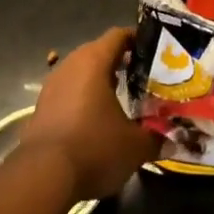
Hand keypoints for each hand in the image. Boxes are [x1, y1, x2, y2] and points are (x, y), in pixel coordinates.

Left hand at [17, 27, 158, 200]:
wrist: (41, 178)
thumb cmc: (94, 148)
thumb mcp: (135, 146)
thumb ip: (156, 138)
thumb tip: (173, 139)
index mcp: (94, 62)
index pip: (119, 35)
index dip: (138, 40)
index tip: (156, 52)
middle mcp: (70, 66)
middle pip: (99, 52)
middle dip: (121, 61)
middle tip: (143, 76)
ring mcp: (51, 86)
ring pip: (81, 72)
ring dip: (100, 81)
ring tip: (122, 97)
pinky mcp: (40, 108)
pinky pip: (68, 92)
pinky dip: (83, 99)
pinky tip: (97, 119)